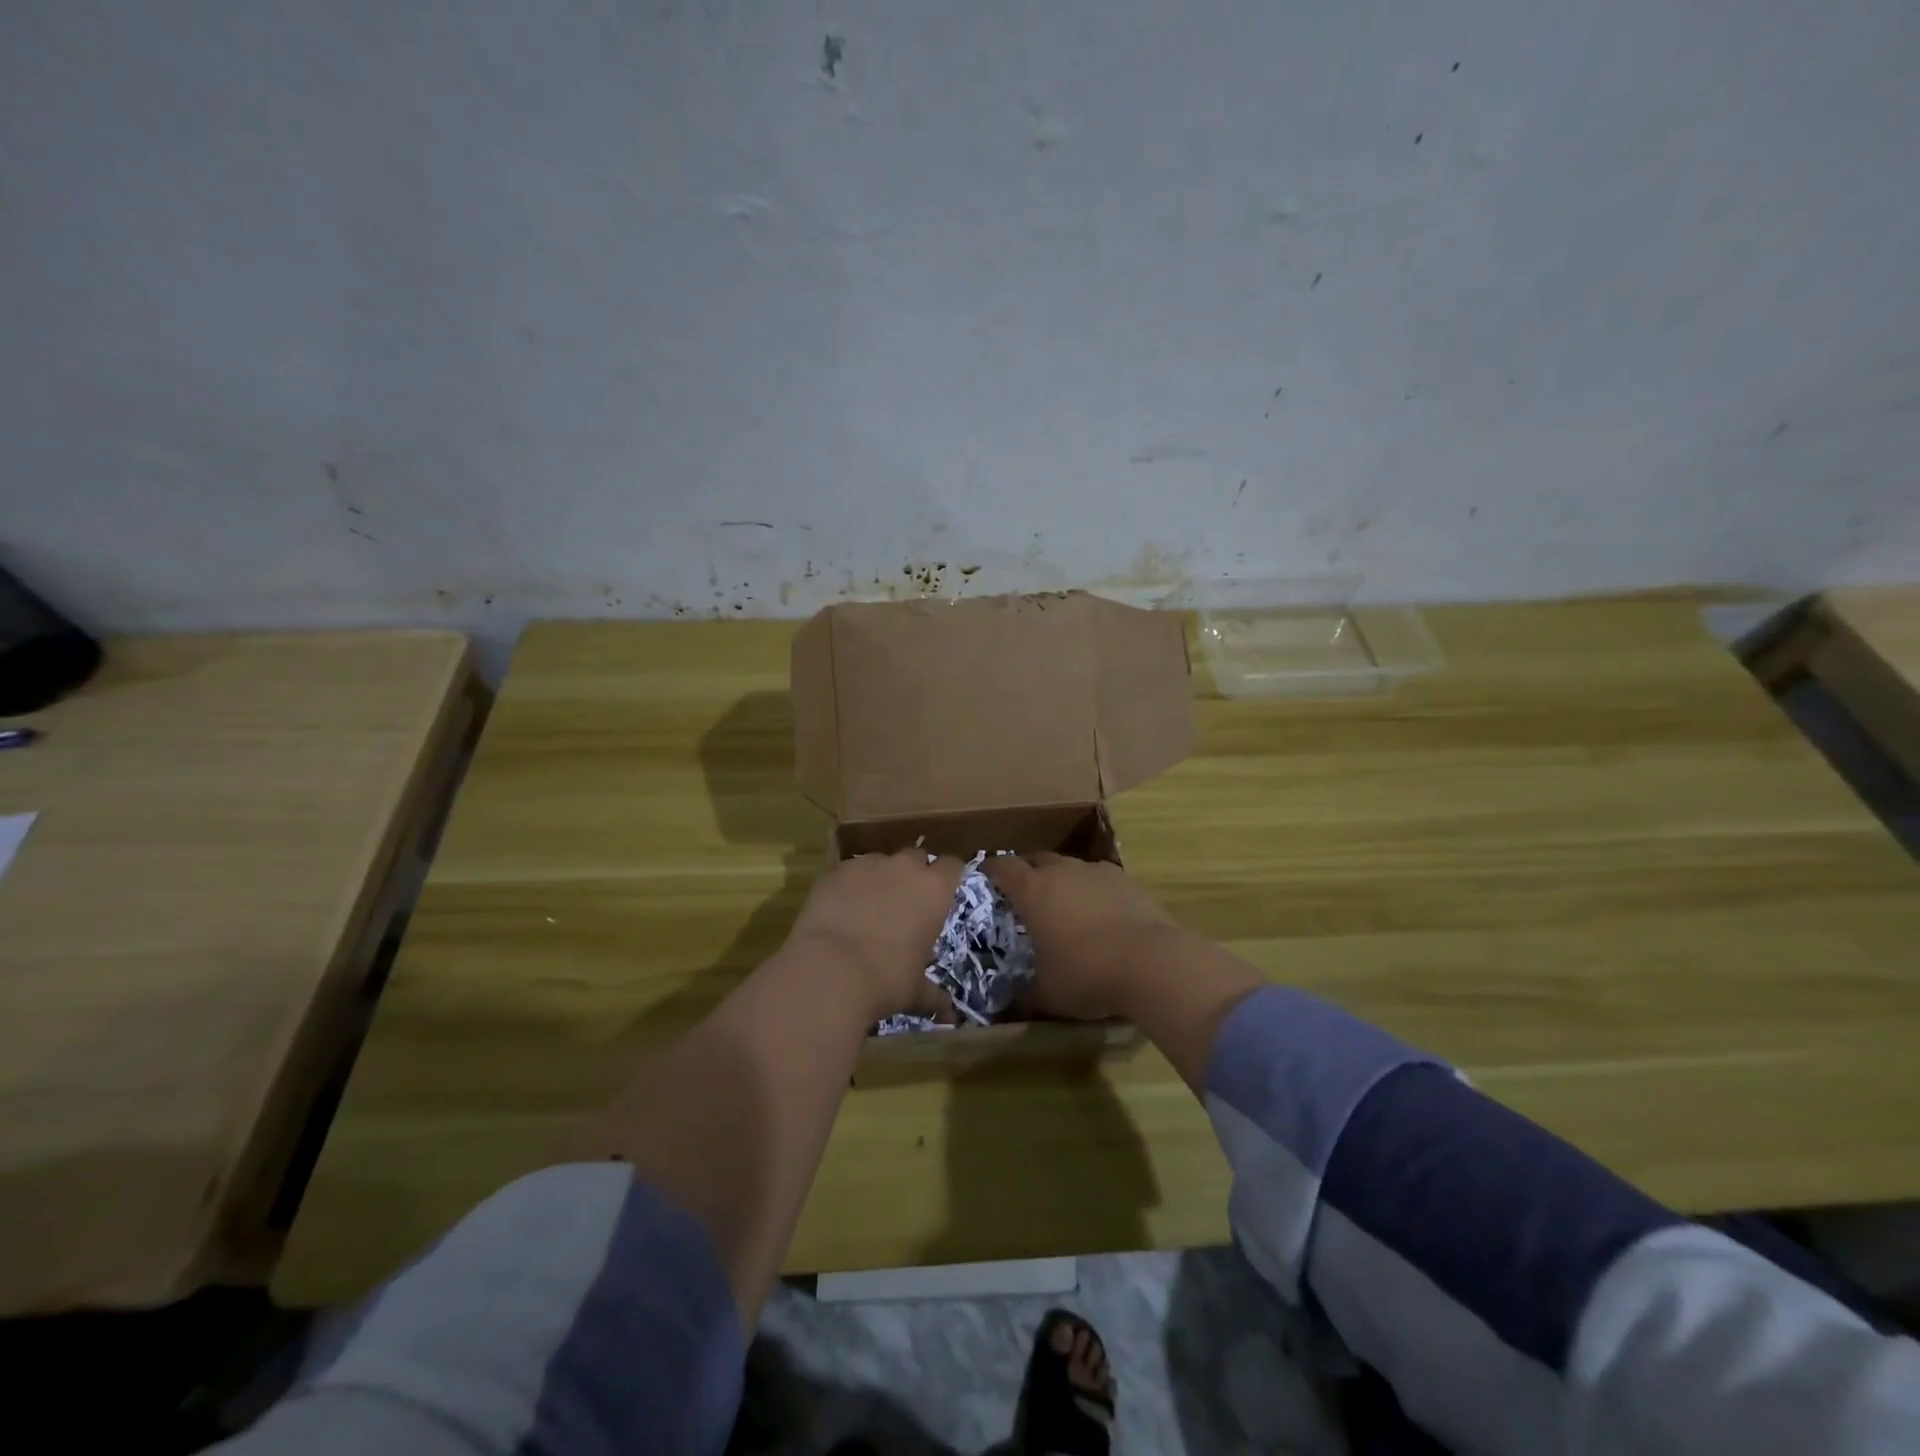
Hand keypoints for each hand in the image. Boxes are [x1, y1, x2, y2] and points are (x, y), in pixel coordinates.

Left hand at [786, 852, 963, 1020]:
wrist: (829, 970)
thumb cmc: (885, 980)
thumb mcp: (914, 991)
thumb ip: (933, 995)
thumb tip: (949, 1014)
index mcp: (934, 890)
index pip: (953, 866)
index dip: (948, 877)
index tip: (942, 891)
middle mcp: (905, 868)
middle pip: (916, 857)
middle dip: (913, 873)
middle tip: (905, 900)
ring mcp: (868, 865)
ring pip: (880, 861)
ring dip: (880, 877)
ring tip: (869, 905)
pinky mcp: (836, 870)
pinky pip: (849, 870)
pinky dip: (850, 884)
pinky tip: (840, 907)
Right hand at [984, 853, 1180, 1020]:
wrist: (1152, 962)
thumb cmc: (1086, 974)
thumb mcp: (1047, 994)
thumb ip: (1025, 993)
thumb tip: (1011, 1000)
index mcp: (1033, 891)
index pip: (1003, 867)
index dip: (992, 870)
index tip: (986, 877)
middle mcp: (1063, 871)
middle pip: (1038, 859)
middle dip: (1029, 871)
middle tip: (1026, 894)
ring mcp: (1098, 872)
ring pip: (1072, 867)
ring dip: (1065, 881)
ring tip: (1067, 906)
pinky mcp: (1129, 881)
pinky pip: (1102, 880)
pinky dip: (1095, 892)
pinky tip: (1103, 915)